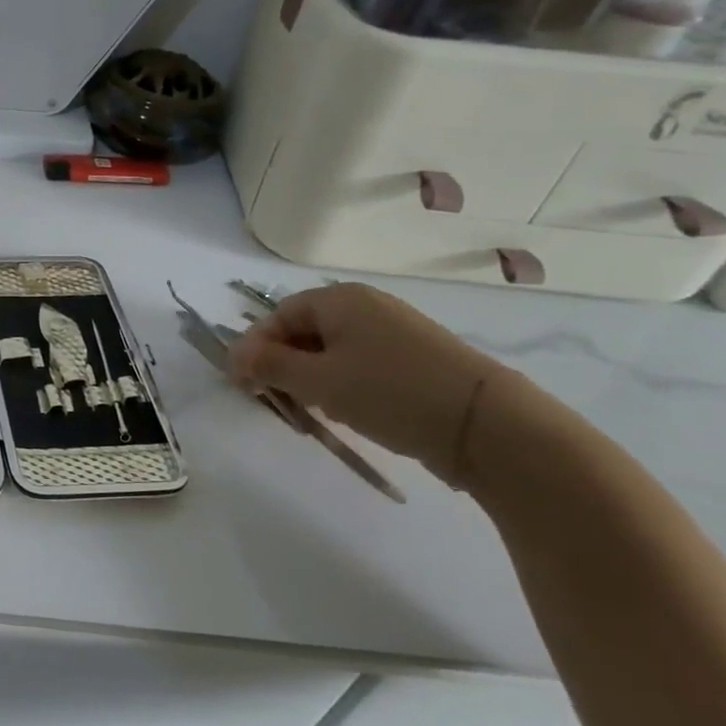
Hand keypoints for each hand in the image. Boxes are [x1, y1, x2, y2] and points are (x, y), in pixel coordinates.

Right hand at [225, 282, 505, 480]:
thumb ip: (269, 366)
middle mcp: (367, 306)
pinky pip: (362, 364)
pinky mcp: (417, 360)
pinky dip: (342, 383)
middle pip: (305, 330)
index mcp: (340, 299)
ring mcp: (396, 332)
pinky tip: (345, 411)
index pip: (278, 316)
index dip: (254, 347)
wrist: (489, 425)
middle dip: (281, 364)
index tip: (241, 383)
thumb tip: (235, 357)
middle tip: (270, 398)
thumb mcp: (318, 381)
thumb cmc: (389, 392)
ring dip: (310, 377)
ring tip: (307, 409)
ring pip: (333, 350)